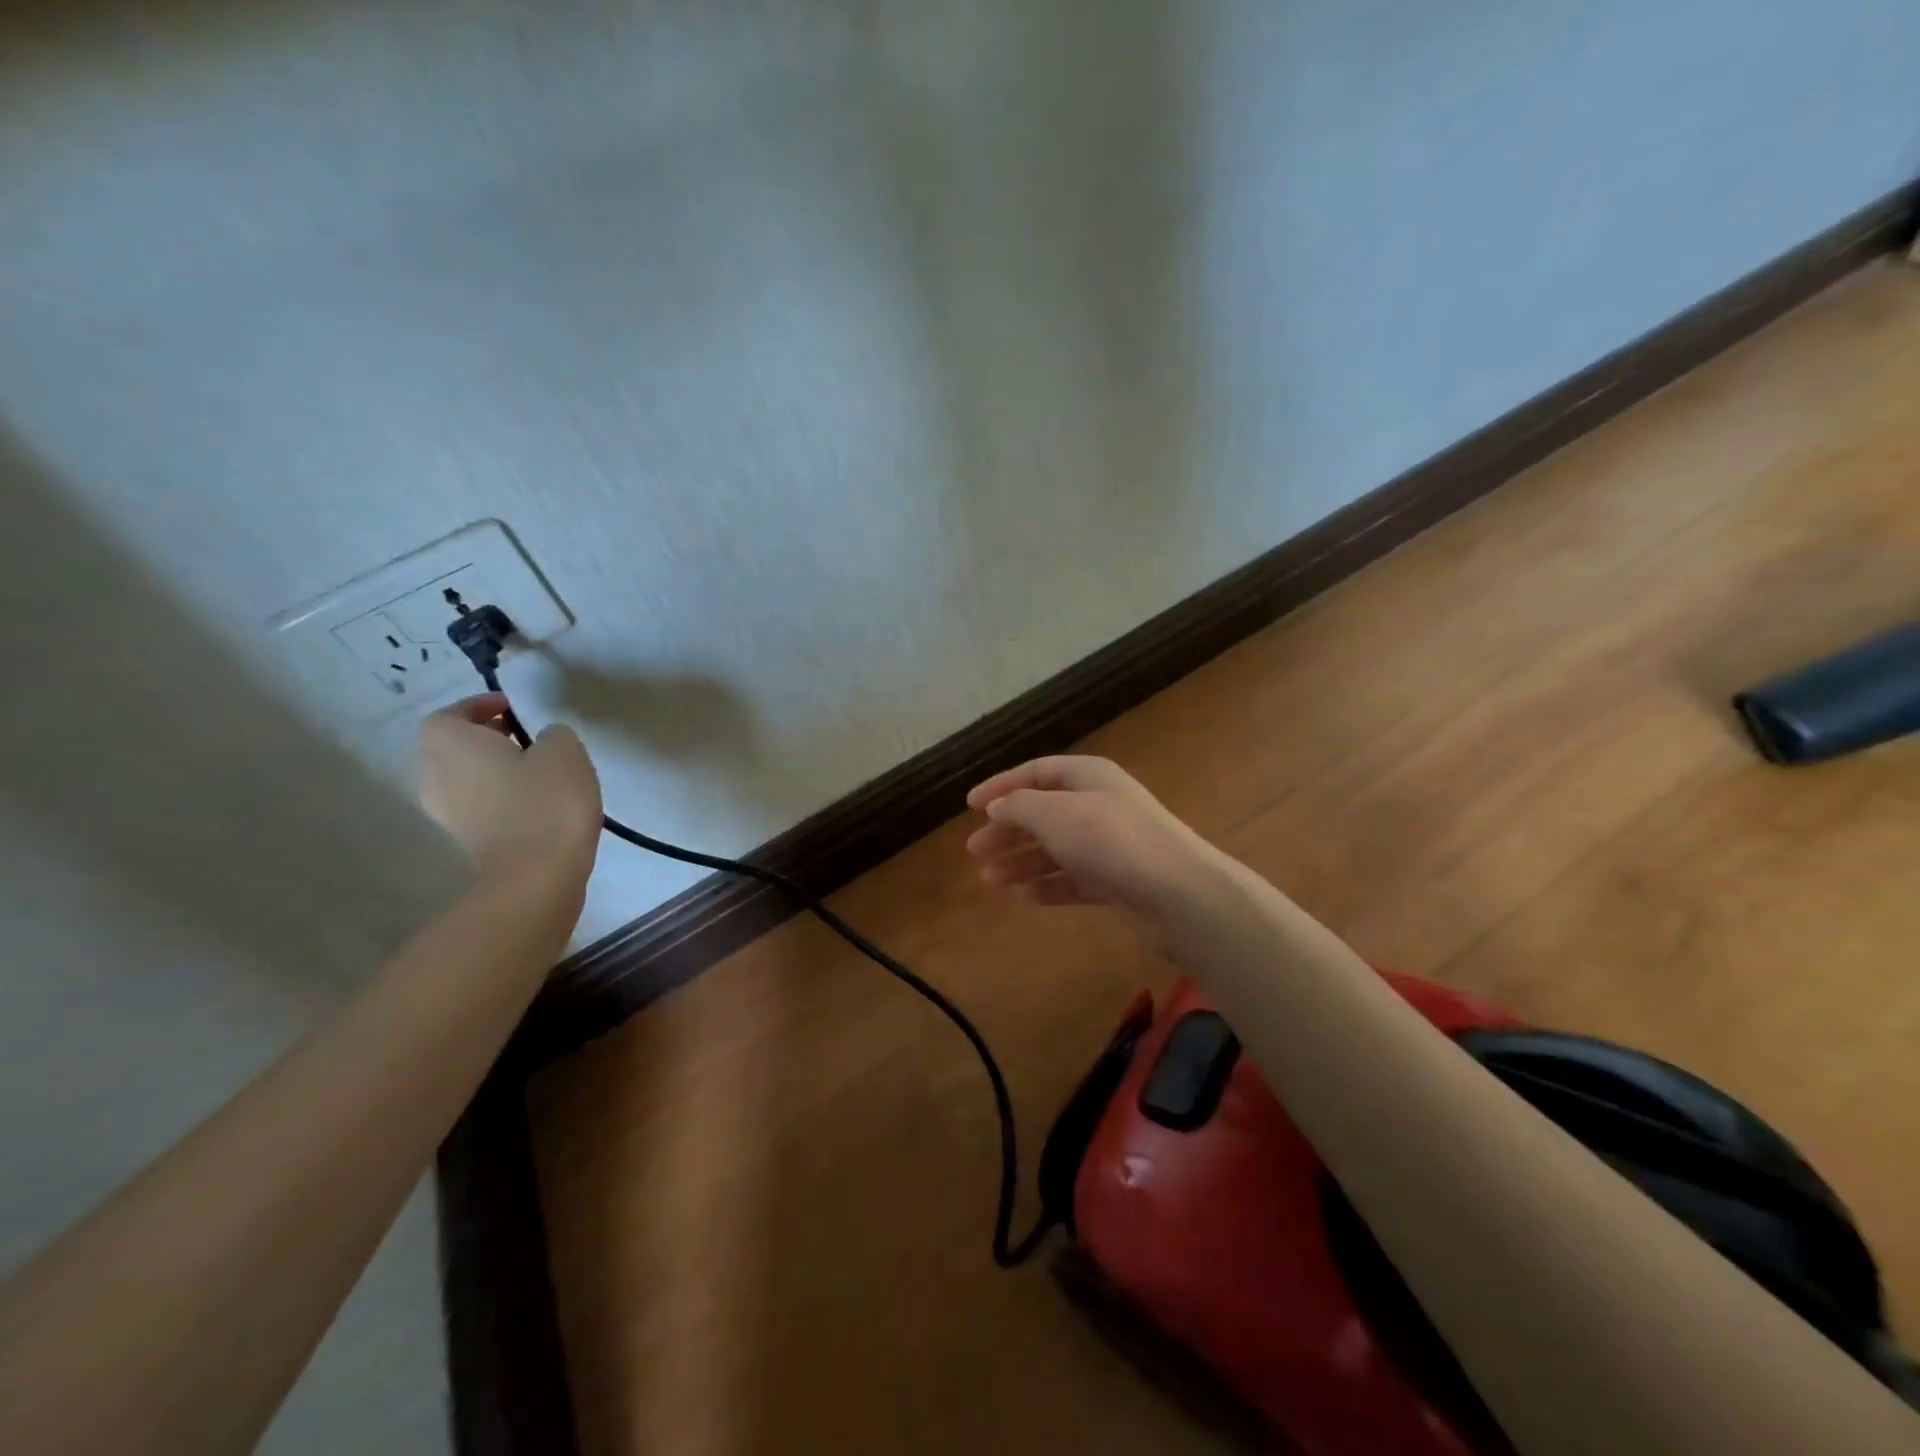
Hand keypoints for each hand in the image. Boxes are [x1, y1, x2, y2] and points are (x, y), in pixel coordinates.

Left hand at [418, 694, 602, 878]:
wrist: (537, 873)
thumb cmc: (546, 801)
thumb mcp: (564, 749)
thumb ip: (551, 734)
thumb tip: (542, 742)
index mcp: (450, 744)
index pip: (449, 715)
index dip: (478, 707)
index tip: (513, 708)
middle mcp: (435, 774)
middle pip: (450, 746)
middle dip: (482, 737)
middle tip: (522, 735)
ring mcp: (446, 812)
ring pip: (462, 777)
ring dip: (489, 768)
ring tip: (532, 768)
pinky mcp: (465, 839)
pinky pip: (475, 804)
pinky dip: (496, 795)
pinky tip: (533, 800)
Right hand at [965, 756, 1225, 925]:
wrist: (1179, 893)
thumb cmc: (1111, 840)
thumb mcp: (1055, 813)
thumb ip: (1019, 806)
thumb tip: (997, 806)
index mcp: (1088, 776)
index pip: (1036, 772)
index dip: (1001, 785)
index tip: (969, 806)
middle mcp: (1099, 805)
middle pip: (1043, 812)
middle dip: (1008, 830)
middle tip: (974, 851)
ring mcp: (1110, 845)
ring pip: (1056, 849)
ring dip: (1021, 862)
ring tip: (989, 880)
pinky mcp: (1117, 881)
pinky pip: (1073, 879)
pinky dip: (1046, 886)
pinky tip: (1021, 897)